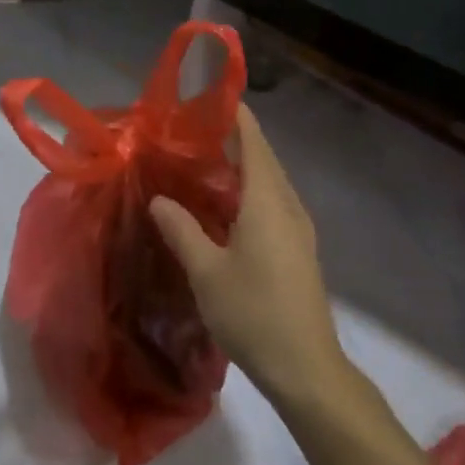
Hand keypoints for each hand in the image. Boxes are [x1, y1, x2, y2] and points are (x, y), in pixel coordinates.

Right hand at [149, 104, 347, 401]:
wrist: (305, 367)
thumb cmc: (253, 313)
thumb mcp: (206, 272)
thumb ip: (181, 229)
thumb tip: (159, 199)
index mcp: (268, 202)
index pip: (253, 142)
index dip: (234, 116)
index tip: (206, 98)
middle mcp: (288, 206)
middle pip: (263, 158)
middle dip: (233, 139)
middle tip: (190, 131)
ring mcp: (298, 229)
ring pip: (269, 183)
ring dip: (241, 166)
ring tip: (201, 161)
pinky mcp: (298, 249)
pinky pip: (272, 204)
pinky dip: (248, 192)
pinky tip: (223, 206)